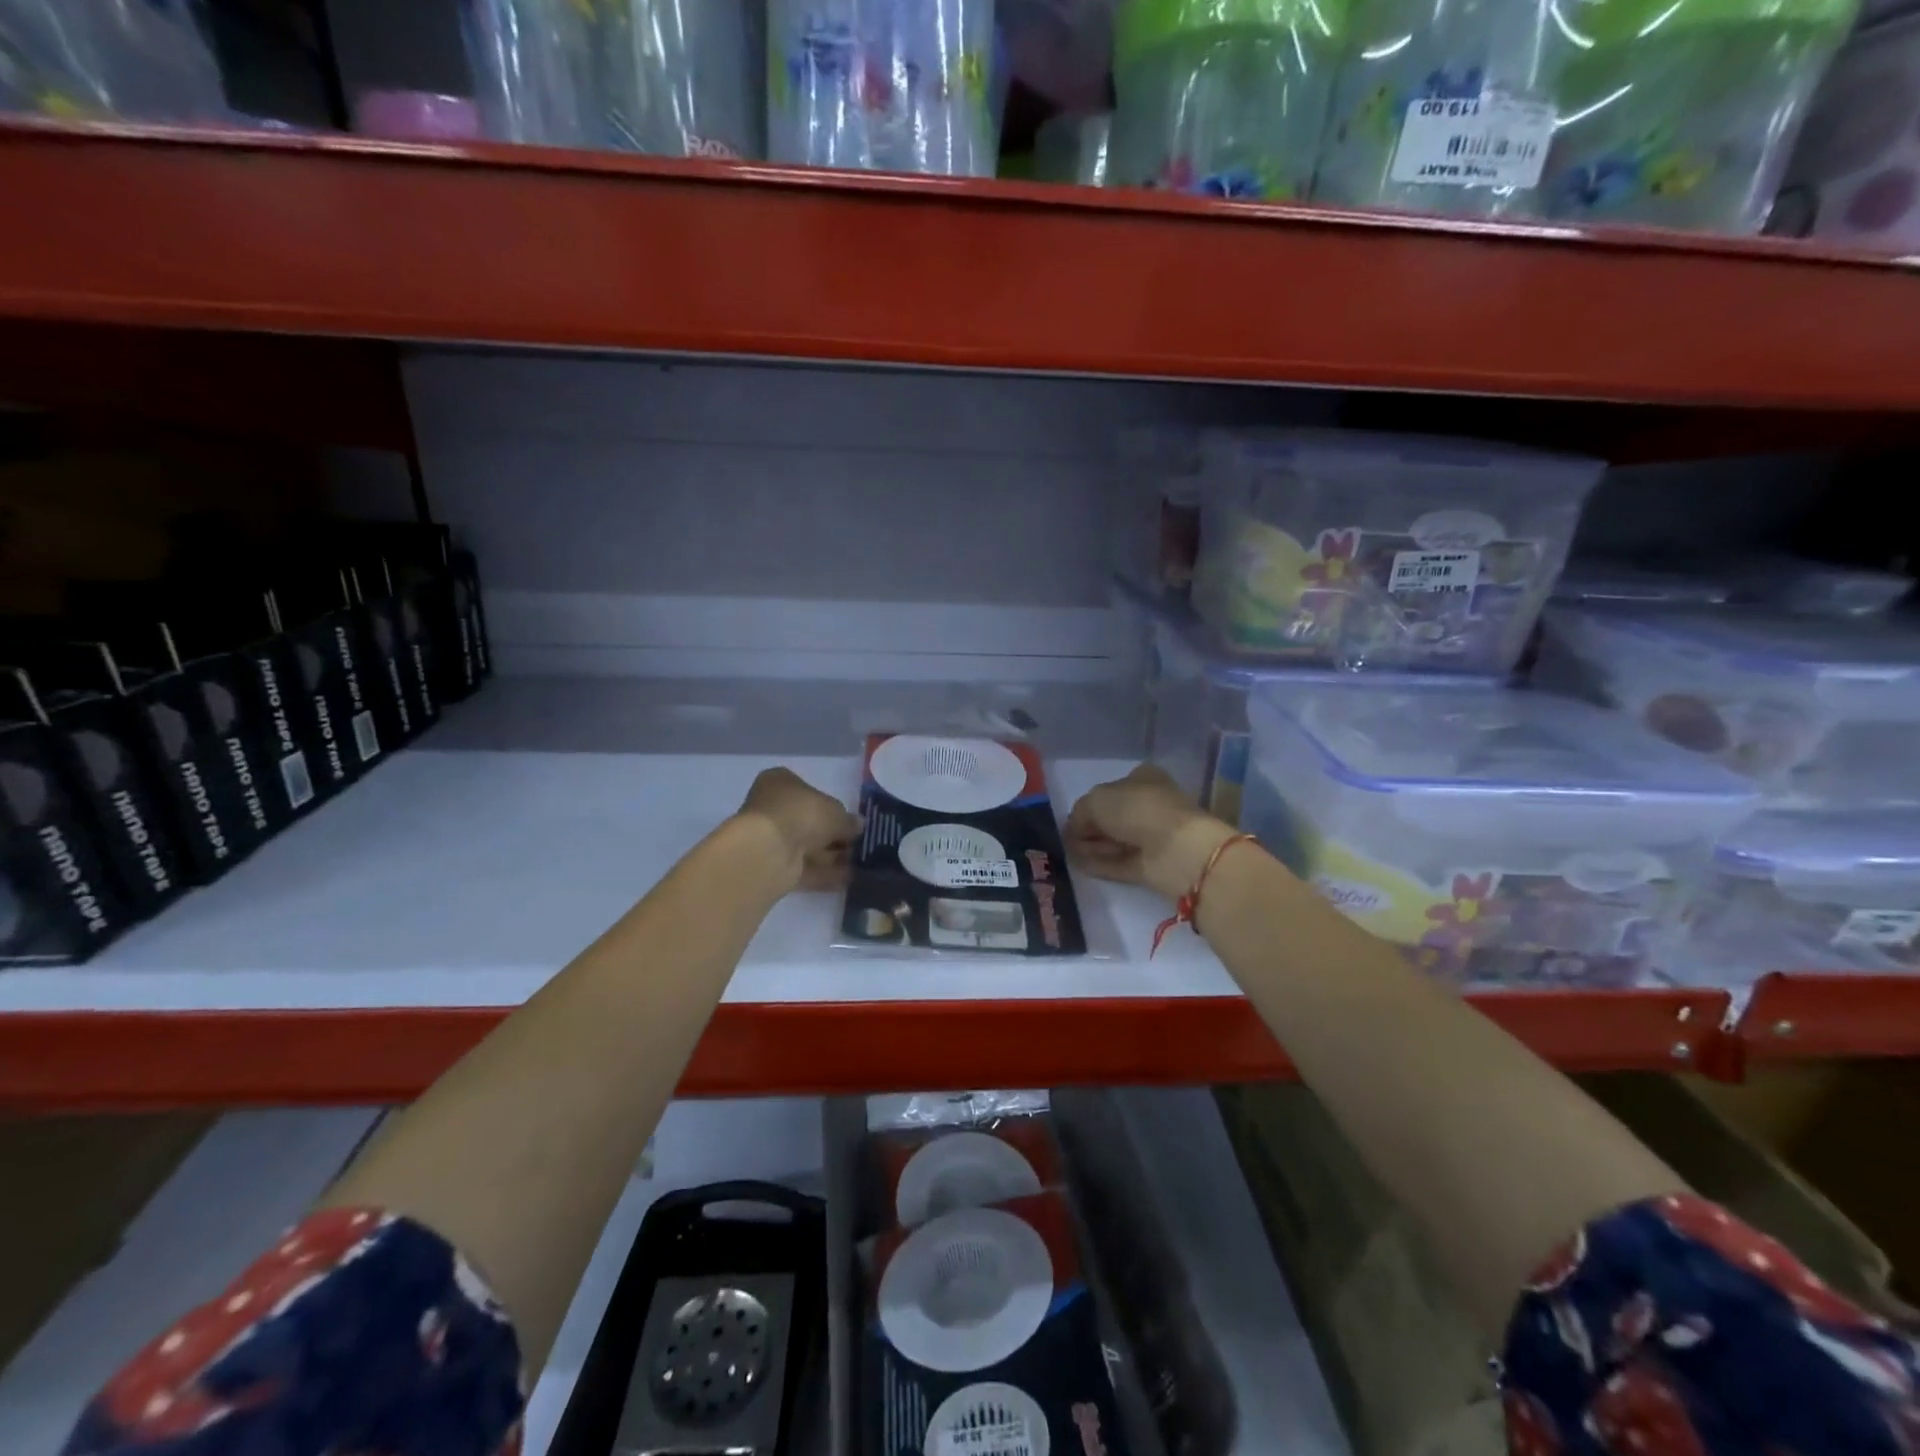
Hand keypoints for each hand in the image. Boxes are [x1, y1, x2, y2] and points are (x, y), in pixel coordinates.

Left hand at [736, 768, 861, 894]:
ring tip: (859, 865)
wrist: (768, 851)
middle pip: (808, 822)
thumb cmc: (802, 814)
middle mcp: (771, 808)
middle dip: (832, 835)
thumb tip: (858, 825)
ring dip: (831, 856)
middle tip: (857, 845)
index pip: (809, 791)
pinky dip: (825, 874)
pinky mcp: (771, 866)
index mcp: (780, 782)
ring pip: (806, 847)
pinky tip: (849, 879)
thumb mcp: (836, 812)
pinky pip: (804, 868)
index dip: (831, 806)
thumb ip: (848, 820)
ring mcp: (769, 839)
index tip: (850, 821)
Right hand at [1064, 765, 1237, 900]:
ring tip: (1069, 854)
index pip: (1110, 789)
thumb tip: (1072, 832)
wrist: (1175, 848)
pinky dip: (1100, 864)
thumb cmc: (1136, 810)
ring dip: (1093, 847)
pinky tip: (1080, 866)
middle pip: (1112, 817)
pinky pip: (1119, 862)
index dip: (1089, 804)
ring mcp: (1152, 836)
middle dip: (1090, 828)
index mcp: (1142, 778)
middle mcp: (1148, 804)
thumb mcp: (1095, 800)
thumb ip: (1078, 814)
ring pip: (1115, 840)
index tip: (1072, 819)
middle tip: (1069, 840)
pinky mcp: (1151, 864)